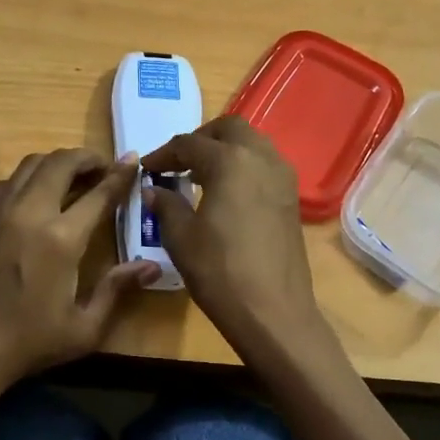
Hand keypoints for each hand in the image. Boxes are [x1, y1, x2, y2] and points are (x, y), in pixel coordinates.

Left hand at [0, 148, 157, 388]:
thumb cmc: (28, 342)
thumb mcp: (84, 328)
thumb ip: (117, 289)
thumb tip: (151, 266)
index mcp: (61, 238)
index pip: (99, 193)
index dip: (120, 174)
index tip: (133, 161)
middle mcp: (30, 212)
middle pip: (62, 163)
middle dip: (87, 158)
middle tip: (103, 167)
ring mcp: (0, 210)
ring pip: (32, 164)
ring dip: (57, 163)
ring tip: (73, 176)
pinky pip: (9, 180)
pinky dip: (30, 177)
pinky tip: (38, 194)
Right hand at [142, 117, 321, 349]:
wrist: (273, 311)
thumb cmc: (220, 271)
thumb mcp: (181, 237)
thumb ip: (166, 205)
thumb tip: (154, 189)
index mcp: (229, 161)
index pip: (189, 144)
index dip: (164, 154)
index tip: (147, 168)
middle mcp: (261, 158)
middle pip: (229, 129)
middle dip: (201, 139)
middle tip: (179, 162)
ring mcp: (283, 177)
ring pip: (252, 143)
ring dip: (226, 149)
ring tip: (202, 175)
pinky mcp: (292, 198)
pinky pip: (265, 165)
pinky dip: (244, 166)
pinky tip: (227, 193)